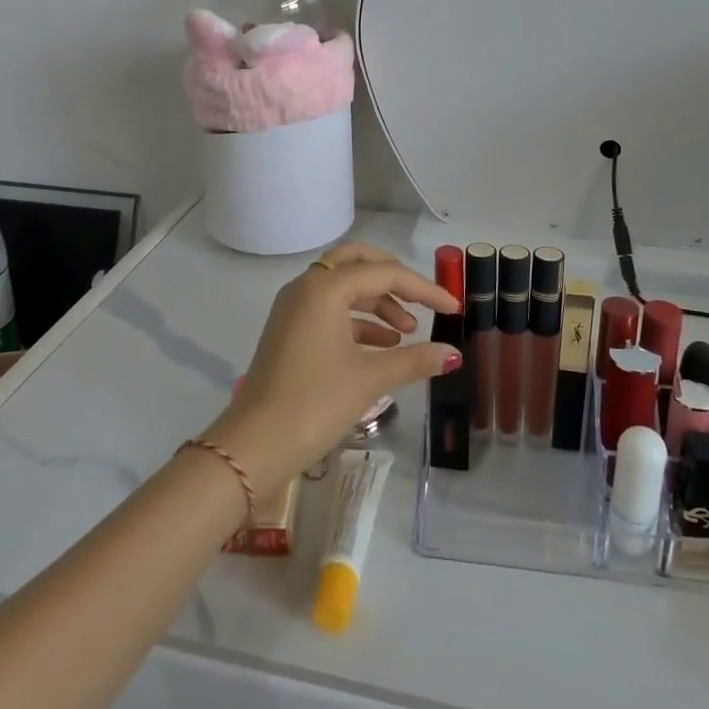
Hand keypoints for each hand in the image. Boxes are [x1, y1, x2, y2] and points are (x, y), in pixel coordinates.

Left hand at [202, 244, 458, 494]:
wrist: (254, 445)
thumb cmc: (315, 403)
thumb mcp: (370, 379)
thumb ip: (415, 359)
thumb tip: (453, 353)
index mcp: (325, 287)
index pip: (384, 273)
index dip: (423, 289)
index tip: (453, 307)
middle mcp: (306, 286)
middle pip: (358, 263)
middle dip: (393, 279)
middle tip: (421, 302)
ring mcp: (293, 307)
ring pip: (343, 287)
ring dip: (376, 302)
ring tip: (407, 333)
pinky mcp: (289, 329)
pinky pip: (330, 309)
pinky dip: (357, 320)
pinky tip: (382, 346)